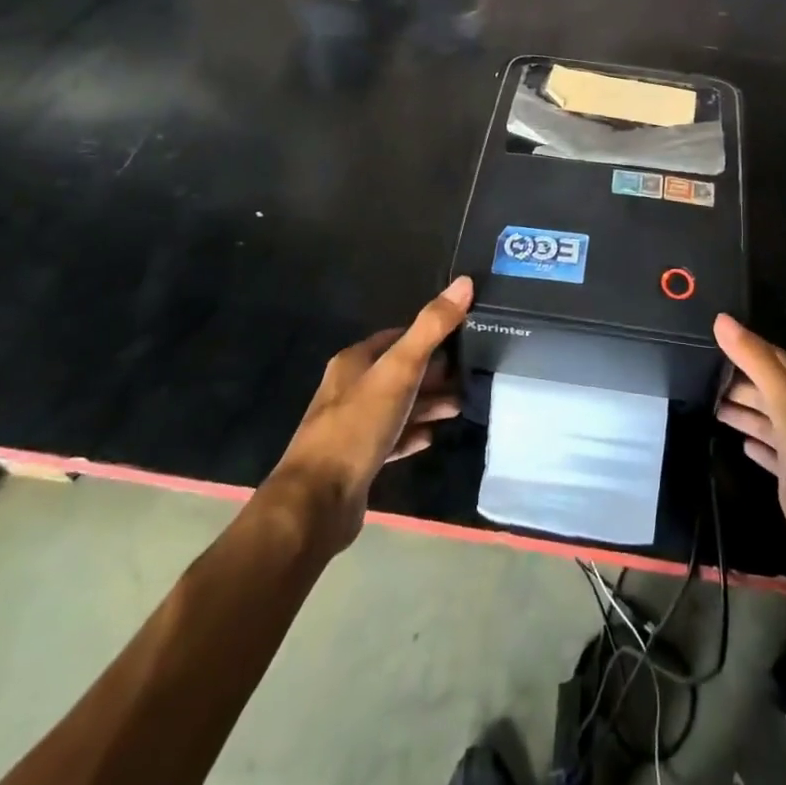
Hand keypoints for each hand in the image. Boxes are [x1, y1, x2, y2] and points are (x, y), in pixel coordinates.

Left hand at [267, 276, 471, 555]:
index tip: (462, 338)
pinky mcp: (356, 460)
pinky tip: (431, 438)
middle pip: (398, 372)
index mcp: (354, 362)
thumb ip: (431, 327)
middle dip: (433, 373)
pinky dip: (412, 434)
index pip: (397, 337)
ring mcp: (351, 426)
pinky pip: (391, 438)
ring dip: (427, 404)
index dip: (428, 336)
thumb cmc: (358, 425)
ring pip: (397, 406)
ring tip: (460, 406)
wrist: (317, 503)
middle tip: (468, 376)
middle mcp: (349, 389)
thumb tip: (464, 282)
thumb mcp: (400, 370)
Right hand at [714, 313, 785, 587]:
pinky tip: (739, 443)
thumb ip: (755, 360)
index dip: (742, 346)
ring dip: (740, 409)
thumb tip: (720, 319)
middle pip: (764, 388)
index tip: (708, 336)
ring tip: (707, 401)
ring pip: (764, 419)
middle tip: (696, 372)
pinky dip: (754, 444)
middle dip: (735, 379)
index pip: (770, 357)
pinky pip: (769, 453)